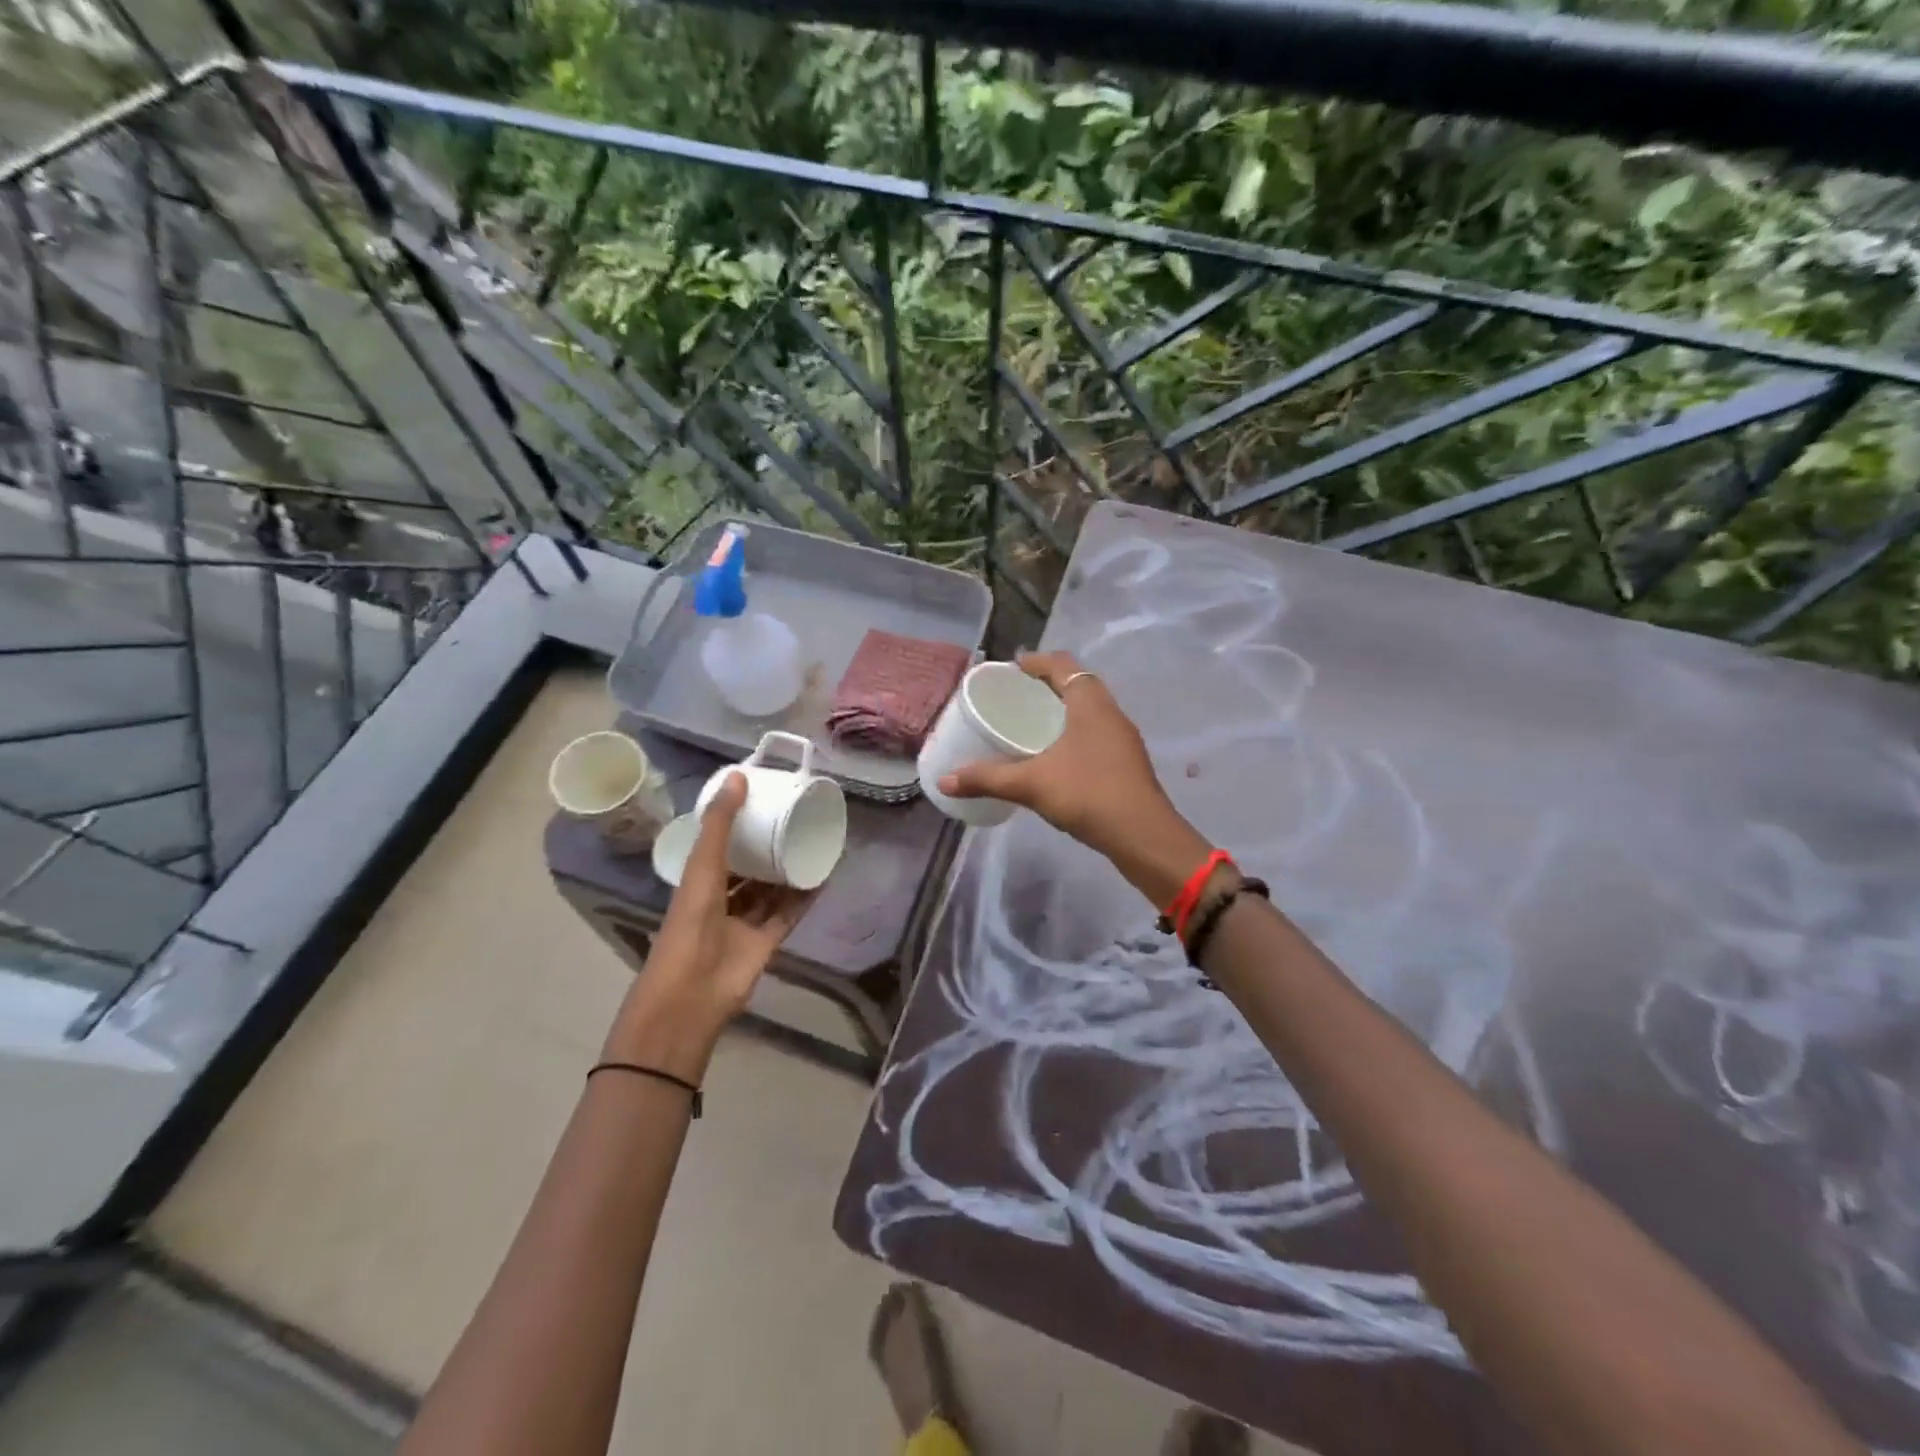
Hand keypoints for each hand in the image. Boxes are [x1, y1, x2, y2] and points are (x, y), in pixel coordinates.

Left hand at [604, 773, 811, 1080]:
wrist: (693, 994)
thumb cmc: (690, 925)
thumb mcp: (703, 867)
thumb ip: (720, 824)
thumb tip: (738, 776)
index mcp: (699, 883)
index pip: (720, 848)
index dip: (737, 826)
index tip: (762, 802)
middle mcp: (721, 901)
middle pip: (748, 870)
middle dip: (767, 848)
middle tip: (794, 820)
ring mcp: (744, 924)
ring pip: (770, 892)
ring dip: (788, 871)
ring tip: (813, 844)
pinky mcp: (766, 943)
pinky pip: (787, 914)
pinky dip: (804, 897)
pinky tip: (822, 877)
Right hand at [937, 653, 1209, 903]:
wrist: (1143, 836)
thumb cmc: (1088, 794)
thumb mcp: (1032, 784)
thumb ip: (988, 779)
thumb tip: (944, 781)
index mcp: (1090, 703)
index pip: (1063, 665)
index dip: (1037, 662)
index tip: (1012, 668)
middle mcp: (1111, 713)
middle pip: (1078, 684)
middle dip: (1048, 685)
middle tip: (1017, 695)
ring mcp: (1123, 738)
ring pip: (1089, 710)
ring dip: (1063, 710)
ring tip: (1032, 723)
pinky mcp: (1126, 762)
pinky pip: (1096, 733)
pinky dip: (1074, 732)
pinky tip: (1055, 756)